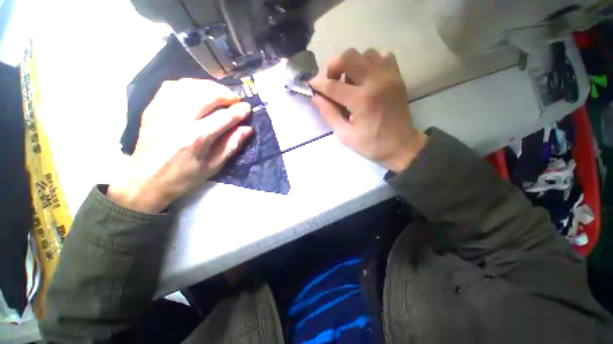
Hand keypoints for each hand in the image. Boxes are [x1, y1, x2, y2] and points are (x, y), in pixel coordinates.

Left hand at [108, 79, 252, 212]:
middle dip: (227, 94)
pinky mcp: (153, 107)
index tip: (248, 108)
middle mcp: (179, 119)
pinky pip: (172, 86)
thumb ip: (232, 145)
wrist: (145, 180)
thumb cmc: (183, 177)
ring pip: (190, 86)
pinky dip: (190, 85)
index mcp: (196, 138)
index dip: (239, 111)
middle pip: (207, 95)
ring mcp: (163, 110)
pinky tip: (199, 91)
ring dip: (210, 87)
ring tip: (220, 94)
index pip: (224, 117)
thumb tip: (247, 129)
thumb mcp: (213, 166)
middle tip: (236, 100)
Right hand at [310, 48, 426, 172]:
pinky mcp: (397, 77)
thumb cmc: (371, 144)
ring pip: (365, 54)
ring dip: (353, 65)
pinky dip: (371, 63)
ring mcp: (389, 77)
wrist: (401, 146)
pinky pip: (382, 57)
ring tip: (350, 82)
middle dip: (334, 67)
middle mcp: (375, 82)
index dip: (318, 84)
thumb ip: (329, 115)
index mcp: (361, 100)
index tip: (311, 84)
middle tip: (332, 82)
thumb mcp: (345, 135)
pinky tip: (367, 78)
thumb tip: (316, 98)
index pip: (333, 85)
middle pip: (349, 56)